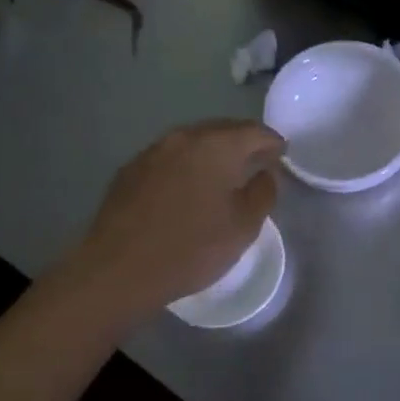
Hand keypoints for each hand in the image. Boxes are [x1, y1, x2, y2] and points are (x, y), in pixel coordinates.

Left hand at [65, 120, 283, 318]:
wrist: (118, 270)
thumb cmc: (191, 248)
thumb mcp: (243, 227)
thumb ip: (263, 192)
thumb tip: (265, 173)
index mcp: (216, 145)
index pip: (255, 131)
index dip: (273, 142)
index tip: (282, 155)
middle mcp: (183, 137)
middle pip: (222, 130)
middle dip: (243, 143)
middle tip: (256, 163)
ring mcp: (152, 151)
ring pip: (193, 143)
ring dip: (212, 154)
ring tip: (223, 176)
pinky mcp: (130, 170)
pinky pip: (170, 158)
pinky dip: (186, 166)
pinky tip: (187, 189)